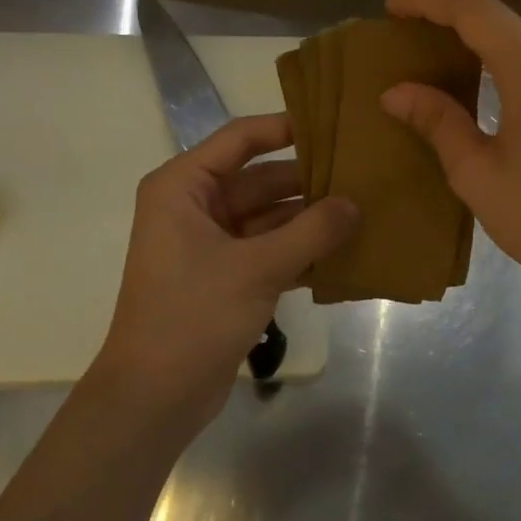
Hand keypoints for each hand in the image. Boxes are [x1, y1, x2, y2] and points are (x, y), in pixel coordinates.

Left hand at [90, 114, 356, 420]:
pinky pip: (269, 251)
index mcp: (184, 187)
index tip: (333, 125)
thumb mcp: (257, 268)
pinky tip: (344, 255)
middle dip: (308, 182)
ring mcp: (210, 244)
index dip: (285, 128)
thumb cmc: (194, 316)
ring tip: (364, 212)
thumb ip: (311, 232)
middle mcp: (194, 207)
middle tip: (363, 176)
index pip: (240, 139)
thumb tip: (356, 204)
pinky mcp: (225, 277)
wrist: (156, 395)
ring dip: (310, 220)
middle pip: (260, 180)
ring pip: (268, 218)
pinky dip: (300, 252)